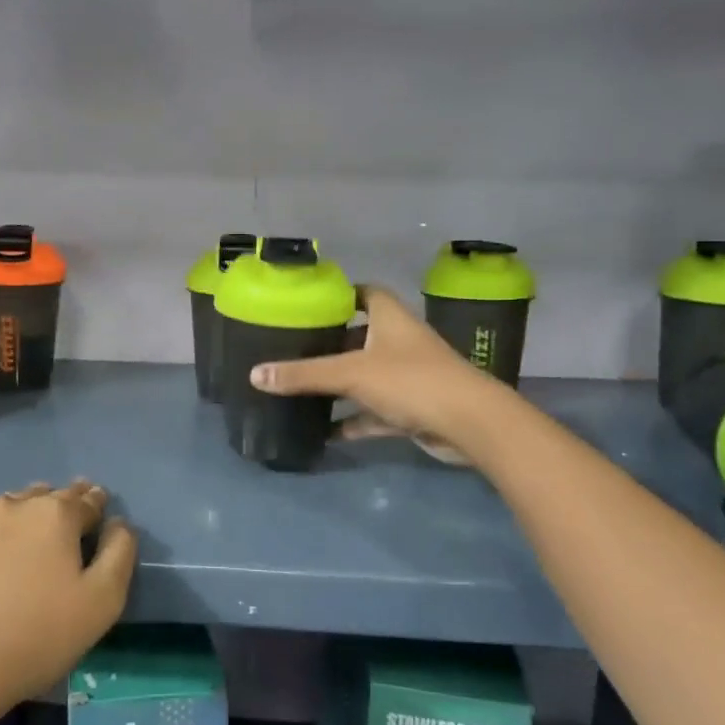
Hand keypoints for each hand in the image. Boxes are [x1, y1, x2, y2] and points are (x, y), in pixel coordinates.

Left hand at [0, 480, 136, 724]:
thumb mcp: (102, 602)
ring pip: (14, 505)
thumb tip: (119, 524)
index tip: (98, 513)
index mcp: (57, 514)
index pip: (87, 500)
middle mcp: (17, 504)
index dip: (97, 506)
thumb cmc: (37, 635)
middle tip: (68, 522)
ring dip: (28, 514)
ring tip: (31, 536)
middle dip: (64, 504)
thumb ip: (120, 553)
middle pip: (49, 496)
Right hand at [249, 285, 494, 462]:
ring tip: (303, 389)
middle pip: (362, 336)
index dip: (341, 294)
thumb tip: (254, 374)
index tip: (311, 303)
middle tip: (297, 348)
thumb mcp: (351, 373)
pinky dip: (353, 420)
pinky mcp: (412, 409)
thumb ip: (304, 375)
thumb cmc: (410, 381)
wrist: (469, 423)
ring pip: (367, 376)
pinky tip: (326, 431)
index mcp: (390, 319)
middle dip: (333, 342)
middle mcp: (400, 342)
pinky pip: (375, 413)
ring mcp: (408, 377)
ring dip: (341, 385)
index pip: (365, 293)